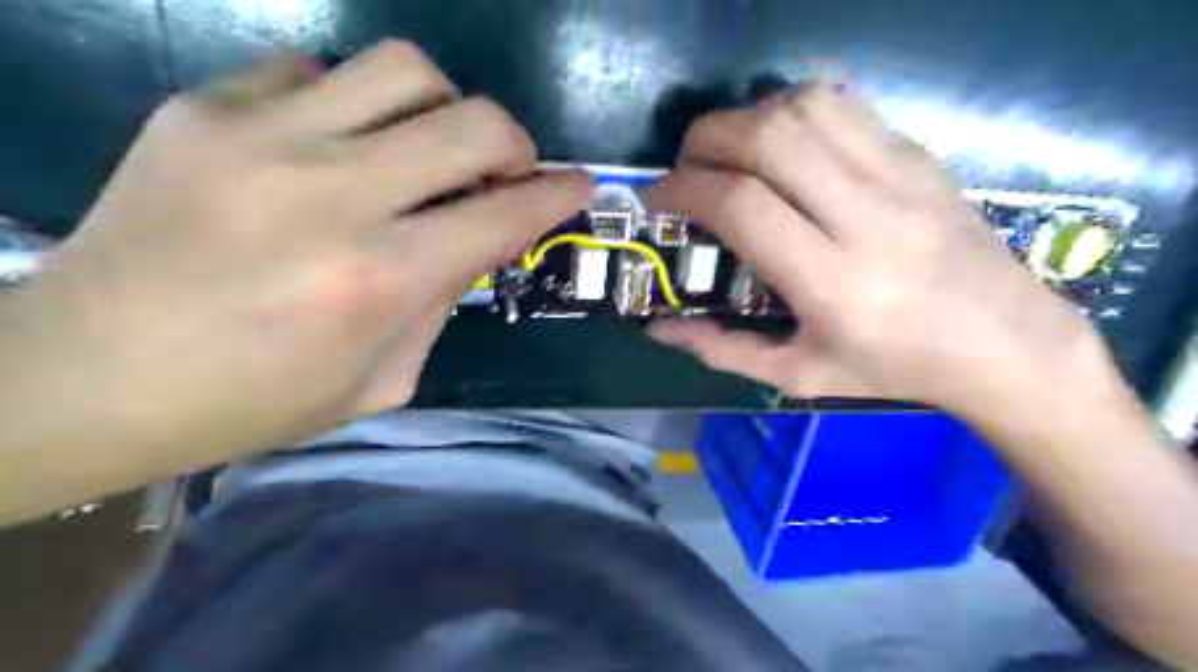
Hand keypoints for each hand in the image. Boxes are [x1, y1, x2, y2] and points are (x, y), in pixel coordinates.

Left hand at [5, 40, 592, 465]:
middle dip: (515, 143)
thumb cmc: (251, 402)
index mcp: (378, 279)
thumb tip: (475, 242)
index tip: (580, 184)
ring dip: (442, 107)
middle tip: (507, 170)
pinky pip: (314, 70)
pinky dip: (352, 103)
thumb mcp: (381, 380)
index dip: (557, 194)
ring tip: (428, 147)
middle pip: (471, 123)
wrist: (84, 378)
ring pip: (403, 69)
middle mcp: (332, 194)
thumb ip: (441, 304)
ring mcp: (261, 138)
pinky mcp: (202, 109)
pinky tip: (338, 143)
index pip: (502, 215)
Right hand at [651, 85, 1117, 418]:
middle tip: (685, 167)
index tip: (660, 199)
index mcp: (833, 283)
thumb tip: (656, 330)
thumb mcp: (798, 376)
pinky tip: (781, 143)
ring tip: (729, 153)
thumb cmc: (893, 369)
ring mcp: (901, 177)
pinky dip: (793, 110)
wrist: (1005, 342)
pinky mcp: (920, 155)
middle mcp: (868, 218)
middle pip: (769, 139)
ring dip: (748, 118)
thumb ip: (721, 350)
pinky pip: (844, 106)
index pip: (742, 205)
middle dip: (705, 140)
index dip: (685, 189)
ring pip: (806, 108)